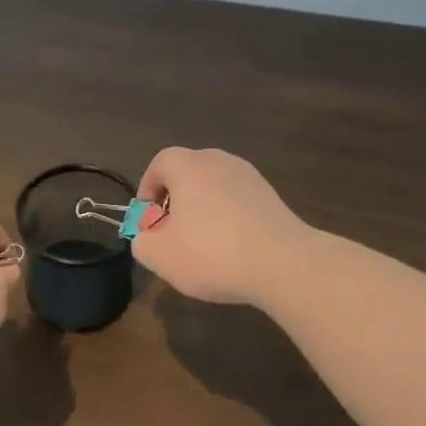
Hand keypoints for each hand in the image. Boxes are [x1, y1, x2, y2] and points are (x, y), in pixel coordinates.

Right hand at [129, 147, 309, 304]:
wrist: (283, 263)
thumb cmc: (211, 252)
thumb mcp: (159, 255)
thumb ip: (142, 241)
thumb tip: (147, 236)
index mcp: (187, 166)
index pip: (159, 163)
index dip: (148, 189)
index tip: (148, 219)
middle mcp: (219, 161)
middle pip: (188, 173)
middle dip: (175, 201)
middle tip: (171, 232)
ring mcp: (250, 177)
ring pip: (214, 189)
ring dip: (203, 211)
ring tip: (201, 245)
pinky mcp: (272, 197)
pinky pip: (237, 202)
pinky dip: (228, 219)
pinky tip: (230, 250)